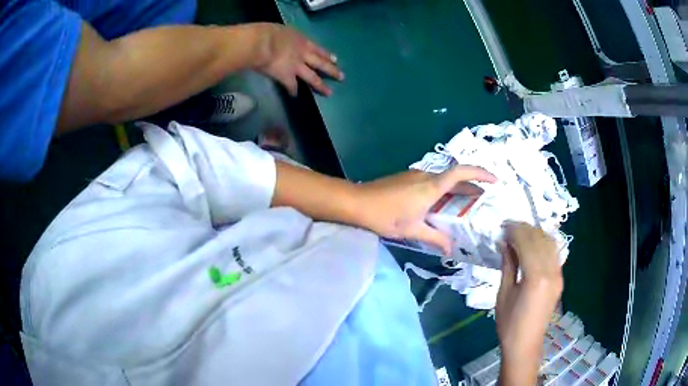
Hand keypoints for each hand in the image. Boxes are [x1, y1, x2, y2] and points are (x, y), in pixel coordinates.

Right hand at [253, 23, 343, 95]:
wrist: (261, 43)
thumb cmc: (267, 32)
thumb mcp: (281, 30)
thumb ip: (285, 38)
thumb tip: (281, 40)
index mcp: (301, 41)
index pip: (317, 49)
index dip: (326, 55)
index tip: (335, 59)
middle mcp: (303, 55)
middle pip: (321, 63)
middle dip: (332, 70)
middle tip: (341, 77)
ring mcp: (297, 67)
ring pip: (312, 78)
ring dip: (321, 86)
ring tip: (329, 93)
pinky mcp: (287, 77)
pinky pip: (292, 86)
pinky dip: (293, 91)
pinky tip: (294, 95)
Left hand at [354, 166, 496, 254]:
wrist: (357, 202)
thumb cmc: (386, 216)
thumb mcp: (413, 230)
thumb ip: (435, 238)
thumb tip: (451, 250)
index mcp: (432, 186)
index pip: (461, 173)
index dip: (480, 174)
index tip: (495, 180)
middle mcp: (426, 176)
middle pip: (455, 177)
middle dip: (472, 186)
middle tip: (484, 200)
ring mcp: (415, 175)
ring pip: (443, 180)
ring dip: (457, 189)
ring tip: (466, 205)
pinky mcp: (407, 178)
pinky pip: (432, 182)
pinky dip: (443, 191)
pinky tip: (442, 205)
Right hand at [496, 222, 562, 384]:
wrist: (525, 344)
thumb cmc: (509, 323)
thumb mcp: (504, 293)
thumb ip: (508, 264)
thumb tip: (505, 242)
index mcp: (535, 277)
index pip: (527, 242)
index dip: (515, 230)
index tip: (503, 226)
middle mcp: (551, 271)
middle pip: (540, 239)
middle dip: (524, 229)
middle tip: (508, 227)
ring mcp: (558, 274)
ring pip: (550, 243)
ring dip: (535, 234)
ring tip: (520, 233)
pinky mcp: (559, 278)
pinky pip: (554, 253)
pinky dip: (543, 243)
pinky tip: (533, 245)